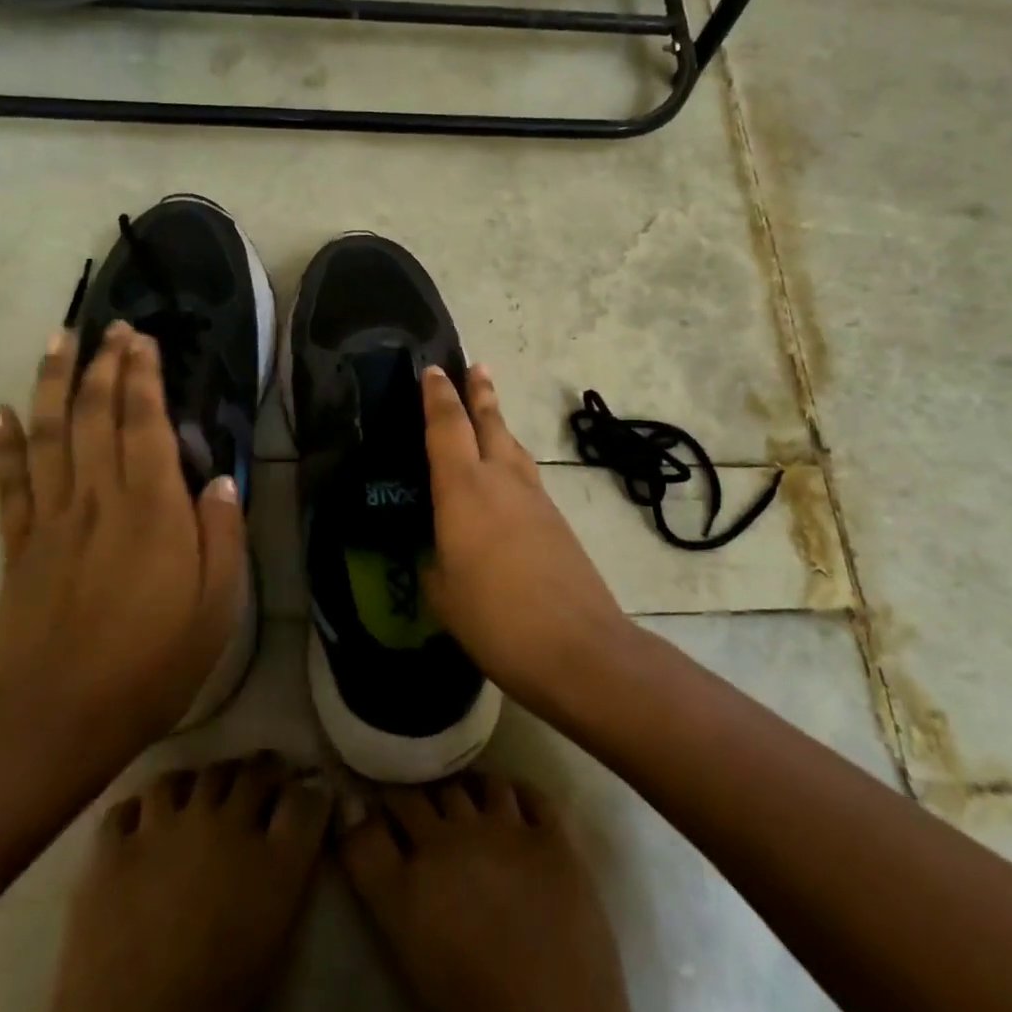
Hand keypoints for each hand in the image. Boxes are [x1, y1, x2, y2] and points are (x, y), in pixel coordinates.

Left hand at [0, 322, 246, 745]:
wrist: (58, 718)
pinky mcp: (20, 545)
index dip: (142, 376)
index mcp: (152, 509)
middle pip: (95, 415)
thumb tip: (219, 480)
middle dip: (102, 364)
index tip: (141, 339)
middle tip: (109, 327)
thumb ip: (223, 534)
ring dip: (53, 382)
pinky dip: (3, 441)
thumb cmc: (153, 662)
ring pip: (49, 434)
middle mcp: (98, 498)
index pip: (144, 423)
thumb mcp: (218, 604)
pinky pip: (9, 481)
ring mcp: (51, 519)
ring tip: (58, 340)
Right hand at [421, 364, 630, 709]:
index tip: (434, 370)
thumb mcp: (443, 594)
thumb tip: (440, 554)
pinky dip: (512, 462)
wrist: (578, 647)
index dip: (437, 396)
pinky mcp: (557, 520)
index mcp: (463, 489)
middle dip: (480, 392)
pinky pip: (527, 476)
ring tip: (489, 412)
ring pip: (513, 446)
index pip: (446, 427)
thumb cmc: (495, 618)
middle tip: (475, 365)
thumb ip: (436, 563)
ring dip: (499, 424)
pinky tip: (506, 480)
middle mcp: (501, 480)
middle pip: (490, 422)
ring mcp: (535, 498)